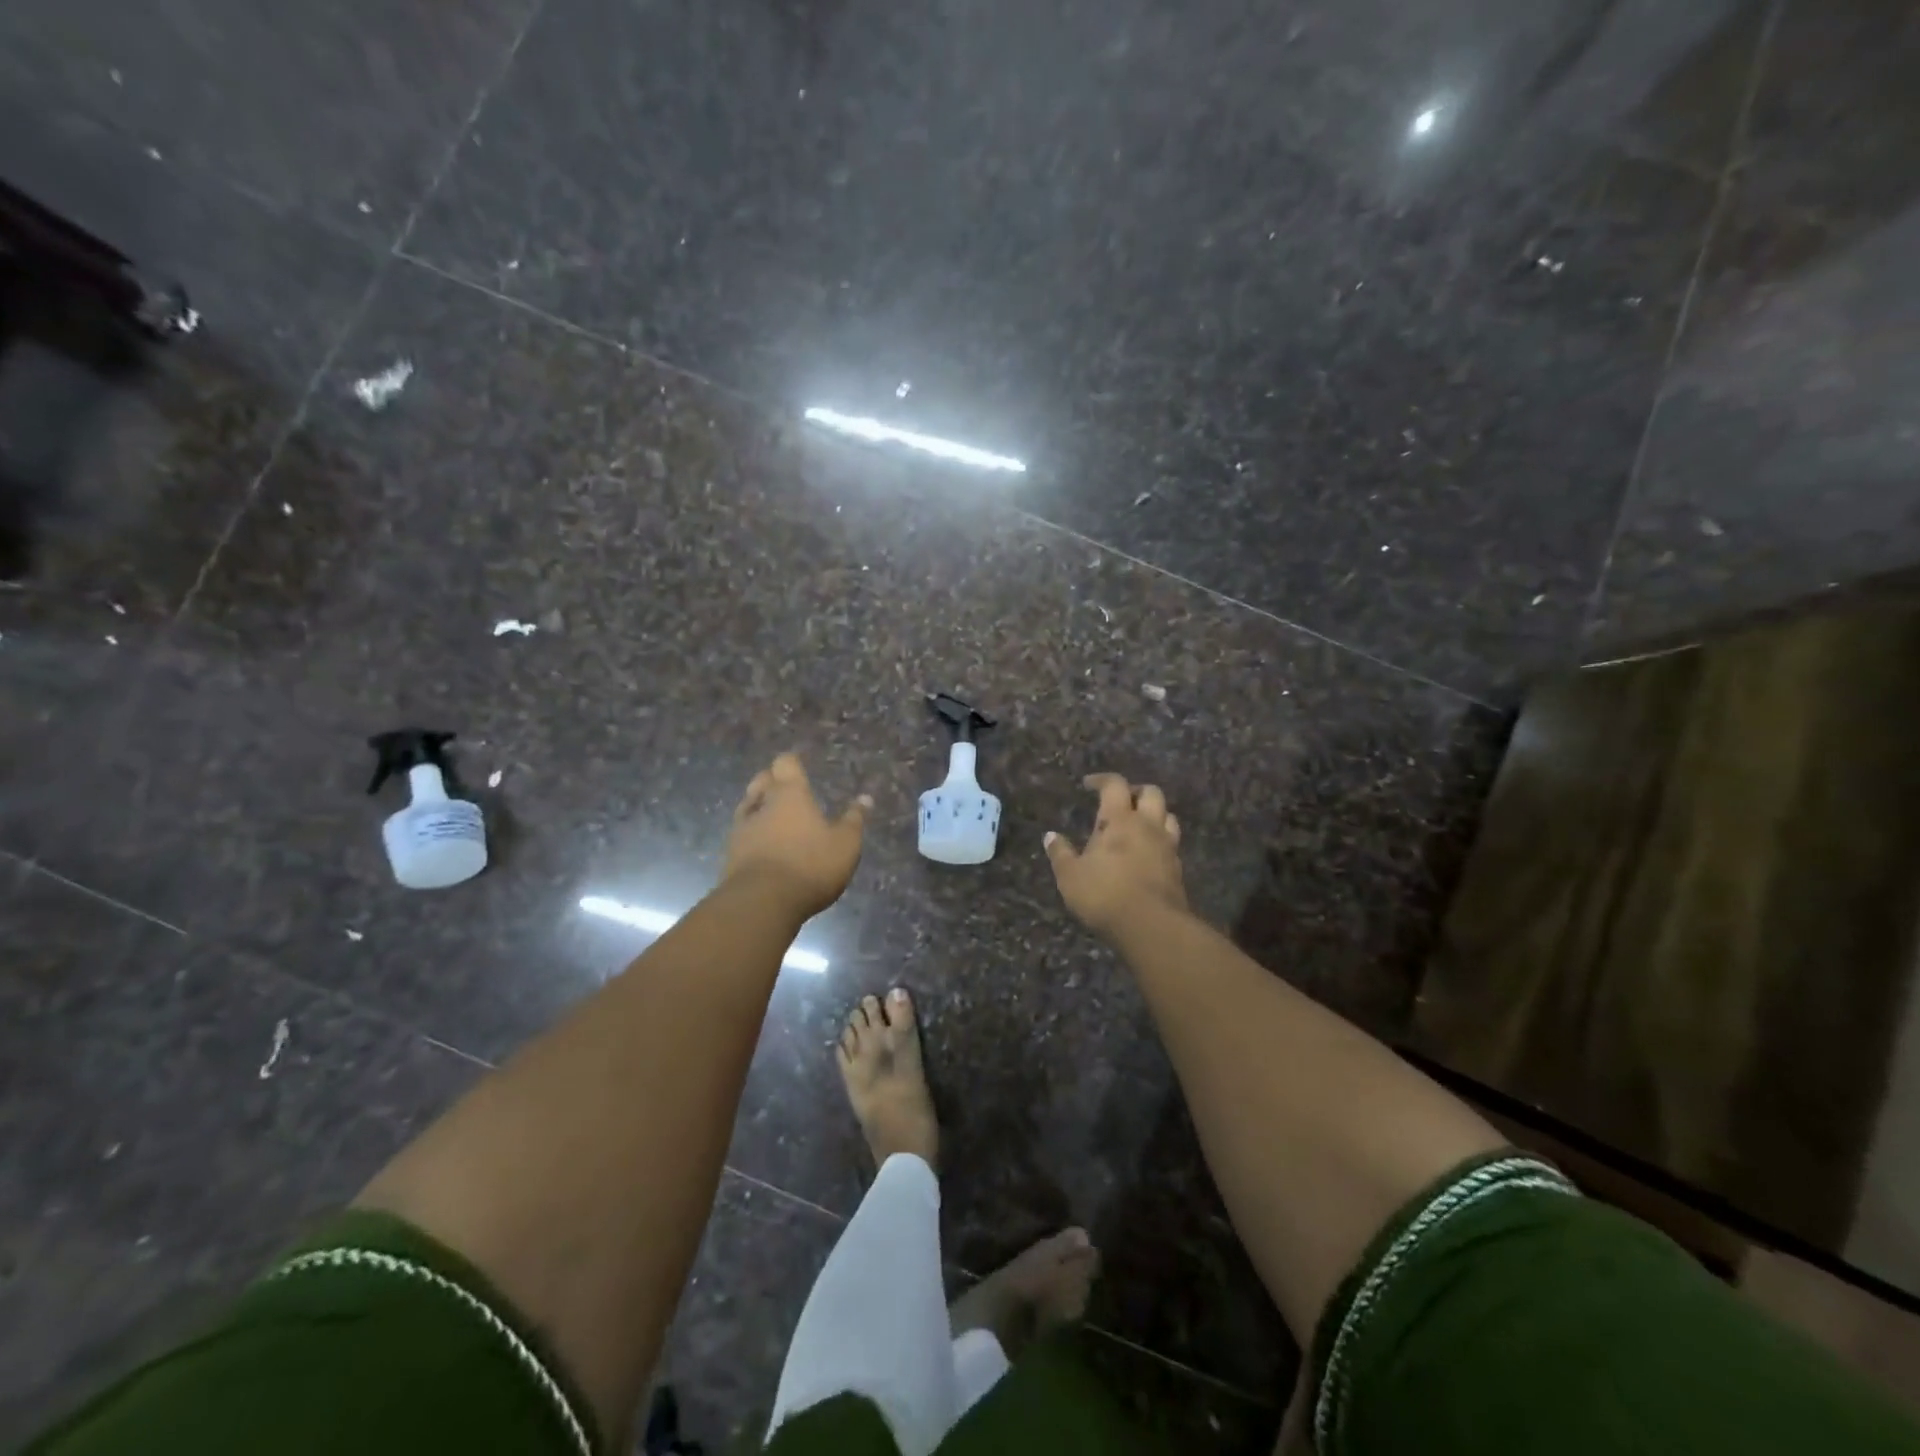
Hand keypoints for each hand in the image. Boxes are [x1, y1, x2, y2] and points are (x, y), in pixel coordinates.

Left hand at [723, 753, 870, 918]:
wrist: (761, 903)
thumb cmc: (810, 865)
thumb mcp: (845, 844)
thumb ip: (854, 820)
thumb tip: (865, 798)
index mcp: (790, 794)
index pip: (786, 763)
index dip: (792, 762)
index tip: (800, 766)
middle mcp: (762, 804)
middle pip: (761, 780)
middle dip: (772, 781)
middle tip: (786, 790)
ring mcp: (741, 829)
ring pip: (747, 806)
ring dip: (759, 807)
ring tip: (774, 816)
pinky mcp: (730, 854)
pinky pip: (741, 833)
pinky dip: (752, 834)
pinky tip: (763, 845)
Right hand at [1044, 773, 1189, 938]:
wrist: (1151, 926)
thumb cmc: (1104, 894)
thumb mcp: (1070, 876)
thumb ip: (1060, 854)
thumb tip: (1050, 836)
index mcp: (1119, 819)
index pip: (1115, 785)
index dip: (1102, 780)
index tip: (1088, 784)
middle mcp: (1147, 825)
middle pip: (1151, 792)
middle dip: (1135, 791)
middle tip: (1120, 802)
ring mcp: (1167, 846)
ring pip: (1168, 816)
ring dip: (1154, 815)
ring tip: (1138, 826)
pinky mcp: (1178, 869)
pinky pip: (1172, 844)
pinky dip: (1160, 841)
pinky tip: (1147, 854)